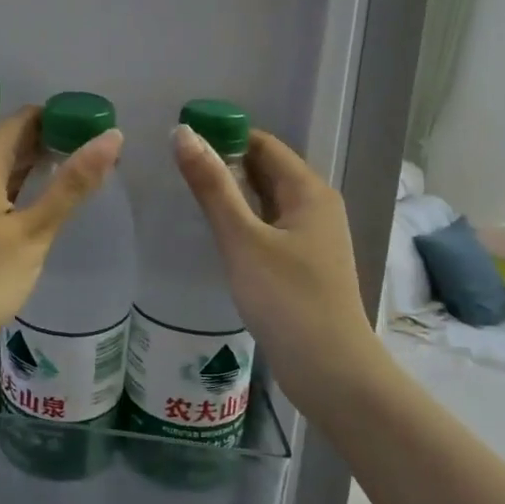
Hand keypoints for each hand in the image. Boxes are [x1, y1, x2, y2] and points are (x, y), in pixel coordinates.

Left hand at [0, 107, 123, 379]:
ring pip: (4, 166)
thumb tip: (111, 136)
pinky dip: (21, 189)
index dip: (63, 119)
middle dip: (55, 143)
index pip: (26, 118)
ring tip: (82, 177)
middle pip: (15, 139)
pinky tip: (45, 204)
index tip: (99, 131)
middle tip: (101, 157)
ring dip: (39, 167)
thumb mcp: (33, 232)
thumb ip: (72, 184)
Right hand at [171, 124, 379, 402]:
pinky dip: (242, 219)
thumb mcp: (242, 238)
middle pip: (265, 169)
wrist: (330, 370)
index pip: (262, 144)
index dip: (224, 135)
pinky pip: (268, 225)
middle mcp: (315, 206)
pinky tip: (215, 230)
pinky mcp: (302, 263)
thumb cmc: (287, 299)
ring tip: (186, 192)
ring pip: (265, 199)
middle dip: (224, 162)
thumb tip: (182, 133)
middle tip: (174, 164)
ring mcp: (311, 237)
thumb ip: (212, 186)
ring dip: (231, 192)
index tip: (181, 137)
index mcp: (308, 191)